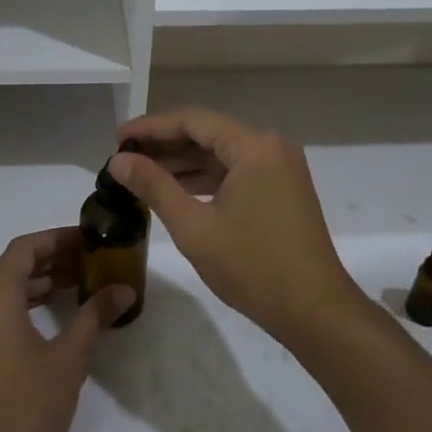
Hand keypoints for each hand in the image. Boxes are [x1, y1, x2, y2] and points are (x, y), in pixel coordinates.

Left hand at [0, 228, 135, 431]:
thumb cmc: (26, 406)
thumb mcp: (69, 358)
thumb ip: (94, 316)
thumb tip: (123, 288)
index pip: (25, 248)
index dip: (58, 239)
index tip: (90, 240)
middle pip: (13, 266)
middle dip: (53, 259)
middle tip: (92, 262)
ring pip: (5, 290)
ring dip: (40, 282)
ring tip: (79, 285)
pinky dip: (26, 304)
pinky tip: (54, 318)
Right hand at [112, 108, 365, 343]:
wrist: (315, 311)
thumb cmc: (253, 267)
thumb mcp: (194, 227)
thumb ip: (154, 187)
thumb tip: (118, 161)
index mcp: (254, 146)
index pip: (193, 121)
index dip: (151, 127)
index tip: (117, 138)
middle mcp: (270, 146)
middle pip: (208, 133)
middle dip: (165, 144)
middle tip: (124, 157)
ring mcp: (280, 167)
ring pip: (221, 153)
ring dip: (183, 162)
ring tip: (140, 174)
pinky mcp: (282, 188)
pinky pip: (236, 171)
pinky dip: (205, 179)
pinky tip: (175, 191)